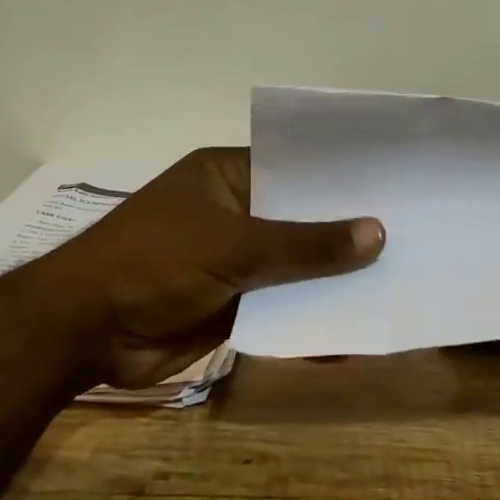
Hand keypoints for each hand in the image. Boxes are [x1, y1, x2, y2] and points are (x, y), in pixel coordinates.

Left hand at [27, 148, 383, 388]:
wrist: (86, 331)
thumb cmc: (155, 263)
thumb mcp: (234, 246)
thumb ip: (306, 244)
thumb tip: (377, 234)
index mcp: (227, 177)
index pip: (295, 168)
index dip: (341, 179)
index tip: (395, 186)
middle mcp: (234, 213)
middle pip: (300, 220)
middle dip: (345, 233)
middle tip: (412, 235)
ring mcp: (233, 261)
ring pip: (294, 266)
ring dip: (332, 279)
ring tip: (397, 282)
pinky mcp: (232, 304)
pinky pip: (281, 305)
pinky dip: (309, 315)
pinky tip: (352, 327)